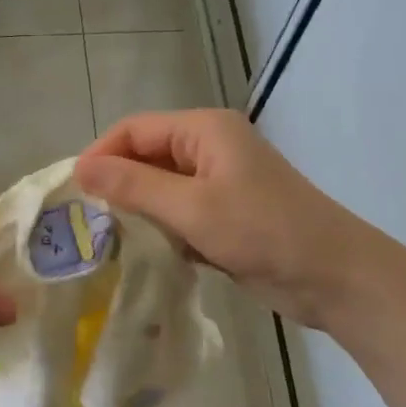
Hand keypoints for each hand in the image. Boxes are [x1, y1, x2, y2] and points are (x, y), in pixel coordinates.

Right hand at [75, 109, 378, 328]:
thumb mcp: (192, 208)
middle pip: (147, 156)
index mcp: (205, 129)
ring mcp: (220, 183)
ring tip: (107, 240)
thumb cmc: (263, 232)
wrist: (332, 276)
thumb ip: (134, 186)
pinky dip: (162, 229)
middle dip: (118, 185)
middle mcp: (210, 148)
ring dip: (139, 210)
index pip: (135, 130)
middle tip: (84, 222)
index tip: (73, 194)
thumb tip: (80, 169)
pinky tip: (145, 253)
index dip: (101, 155)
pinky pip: (180, 214)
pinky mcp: (226, 215)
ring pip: (162, 188)